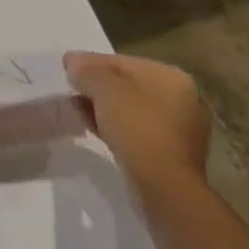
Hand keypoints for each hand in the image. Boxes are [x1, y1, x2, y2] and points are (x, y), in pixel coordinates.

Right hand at [64, 51, 210, 194]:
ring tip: (77, 111)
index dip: (90, 63)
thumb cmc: (137, 126)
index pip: (121, 61)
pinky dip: (114, 127)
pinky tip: (92, 128)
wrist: (164, 187)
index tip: (67, 71)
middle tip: (72, 91)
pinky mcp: (170, 154)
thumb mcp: (103, 86)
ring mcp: (178, 129)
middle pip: (126, 85)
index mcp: (171, 77)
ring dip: (103, 108)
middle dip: (97, 87)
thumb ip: (85, 69)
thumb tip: (72, 62)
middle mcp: (181, 99)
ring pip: (130, 109)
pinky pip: (135, 131)